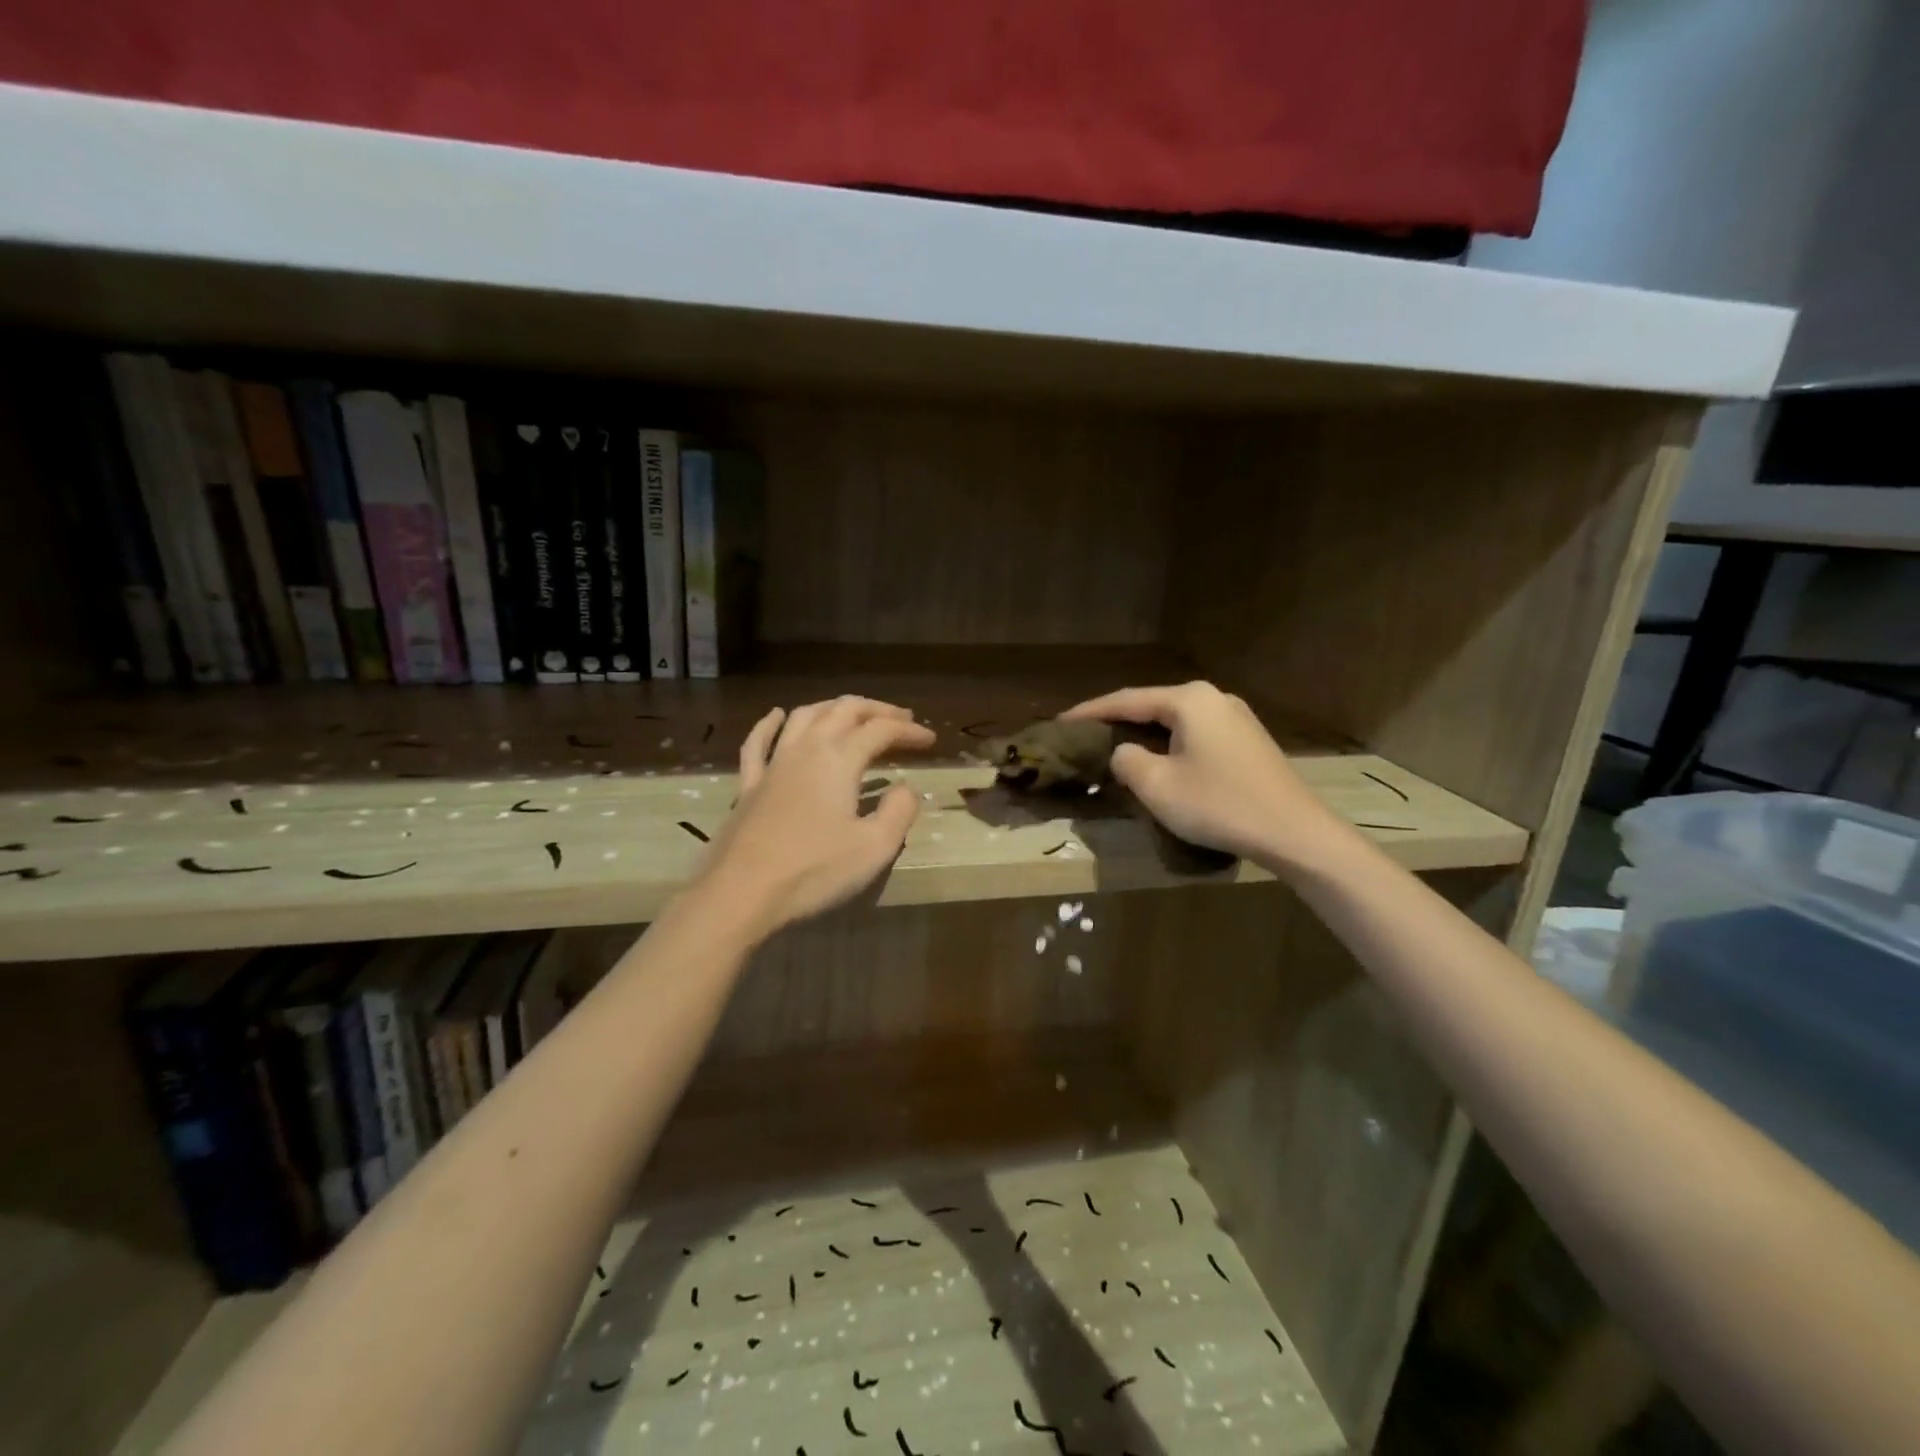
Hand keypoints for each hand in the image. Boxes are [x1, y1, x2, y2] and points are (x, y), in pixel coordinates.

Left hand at [700, 696, 934, 934]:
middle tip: (901, 718)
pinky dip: (771, 723)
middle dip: (877, 710)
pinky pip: (759, 742)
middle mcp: (806, 749)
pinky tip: (777, 715)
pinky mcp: (748, 785)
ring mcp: (773, 764)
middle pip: (844, 711)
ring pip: (805, 716)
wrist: (740, 893)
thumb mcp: (874, 848)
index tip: (931, 740)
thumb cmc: (813, 871)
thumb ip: (899, 812)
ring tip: (853, 712)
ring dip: (833, 707)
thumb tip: (905, 789)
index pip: (881, 731)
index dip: (909, 731)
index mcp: (839, 760)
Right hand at [1062, 681, 1349, 869]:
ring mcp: (1235, 717)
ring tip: (1115, 746)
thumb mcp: (1157, 786)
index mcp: (1189, 700)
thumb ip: (1127, 760)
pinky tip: (1159, 759)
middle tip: (1085, 734)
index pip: (1127, 699)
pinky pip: (1195, 733)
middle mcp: (1213, 697)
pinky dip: (1169, 743)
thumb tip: (1124, 752)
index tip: (1060, 722)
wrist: (1294, 832)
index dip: (1090, 711)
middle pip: (1152, 705)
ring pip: (1175, 720)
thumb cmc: (1219, 805)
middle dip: (1117, 720)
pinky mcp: (1247, 740)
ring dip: (1144, 733)